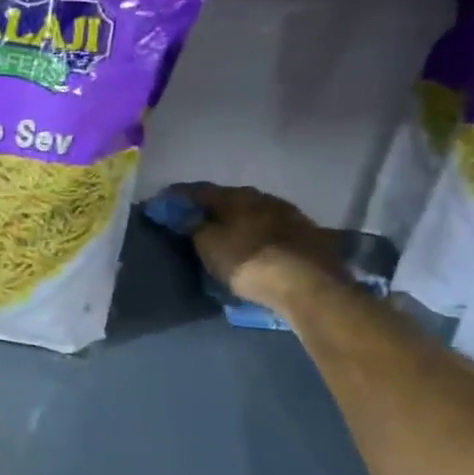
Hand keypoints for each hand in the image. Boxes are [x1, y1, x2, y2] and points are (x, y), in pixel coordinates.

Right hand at [180, 183, 341, 309]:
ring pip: (256, 214)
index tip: (164, 203)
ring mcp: (290, 216)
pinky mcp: (309, 237)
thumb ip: (193, 226)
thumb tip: (184, 214)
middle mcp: (264, 198)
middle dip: (213, 209)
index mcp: (236, 196)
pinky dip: (260, 237)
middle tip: (197, 222)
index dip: (179, 196)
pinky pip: (274, 232)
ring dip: (240, 223)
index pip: (200, 190)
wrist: (308, 284)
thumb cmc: (247, 260)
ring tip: (228, 237)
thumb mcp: (209, 245)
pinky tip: (256, 249)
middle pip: (231, 200)